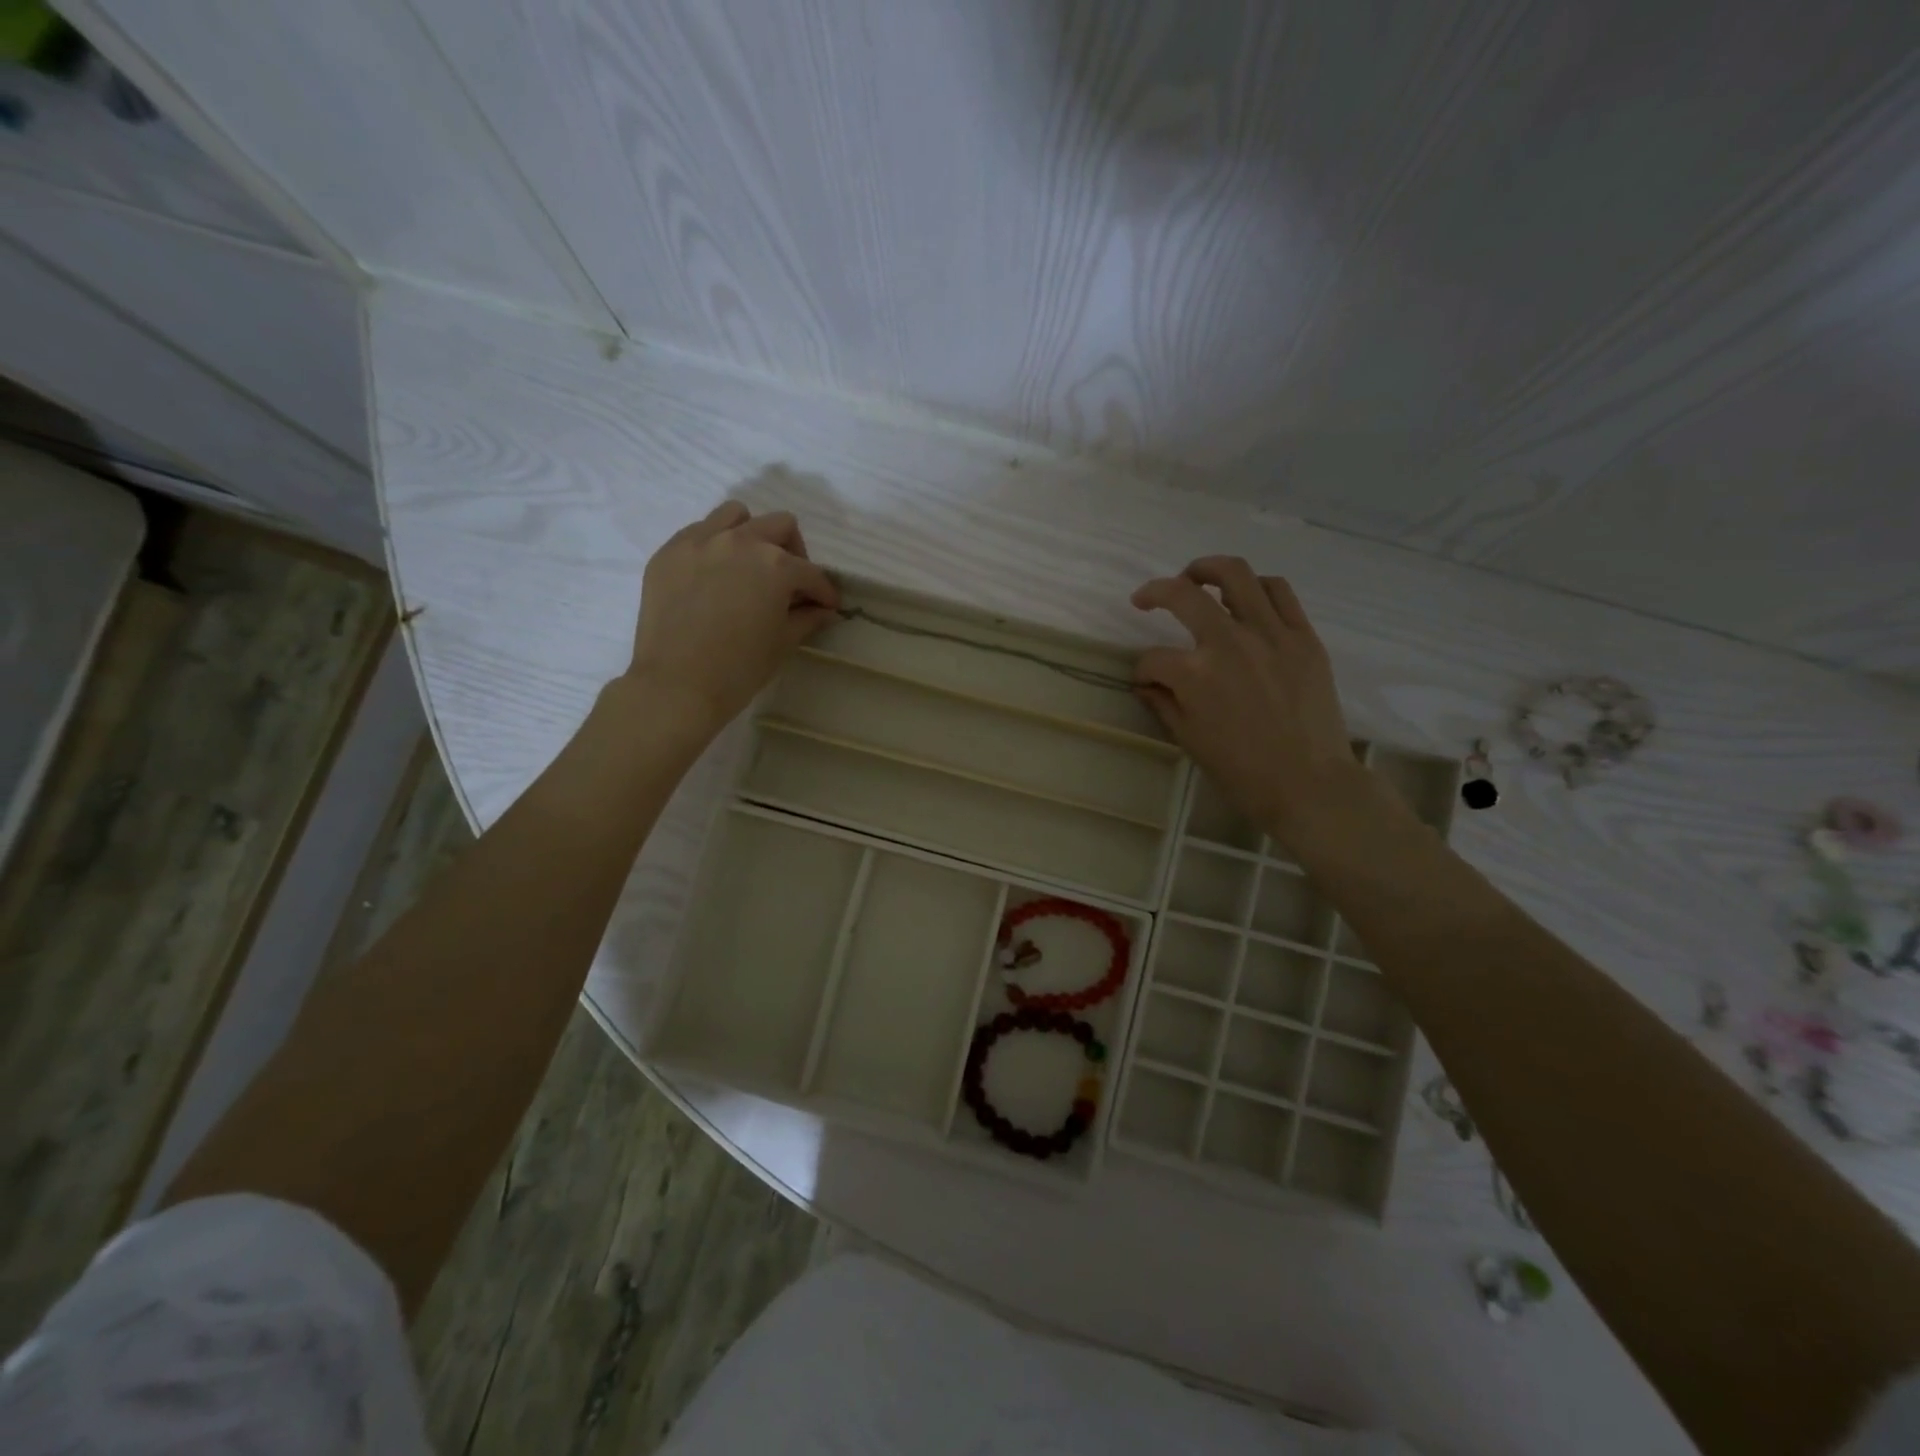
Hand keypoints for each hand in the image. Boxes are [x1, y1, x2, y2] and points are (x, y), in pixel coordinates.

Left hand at [625, 502, 839, 739]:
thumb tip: (823, 610)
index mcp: (775, 564)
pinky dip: (715, 545)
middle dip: (794, 553)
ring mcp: (700, 541)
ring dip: (752, 535)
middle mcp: (740, 541)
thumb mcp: (782, 643)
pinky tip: (714, 575)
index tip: (826, 607)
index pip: (810, 573)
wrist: (676, 685)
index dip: (823, 592)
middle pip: (780, 527)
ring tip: (749, 566)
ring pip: (736, 515)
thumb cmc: (739, 669)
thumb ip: (807, 618)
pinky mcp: (669, 552)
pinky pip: (699, 531)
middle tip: (790, 584)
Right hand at [1132, 557, 1374, 849]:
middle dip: (1155, 593)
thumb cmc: (1242, 772)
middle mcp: (1230, 643)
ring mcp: (1271, 634)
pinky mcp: (1303, 636)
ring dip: (1206, 569)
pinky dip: (1255, 586)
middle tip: (1145, 599)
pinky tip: (1245, 597)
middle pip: (1183, 595)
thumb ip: (1163, 702)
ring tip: (1196, 578)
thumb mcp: (1189, 740)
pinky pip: (1279, 592)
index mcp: (1195, 675)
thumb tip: (1147, 682)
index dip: (1143, 670)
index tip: (1147, 681)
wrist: (1309, 784)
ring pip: (1235, 575)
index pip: (1153, 659)